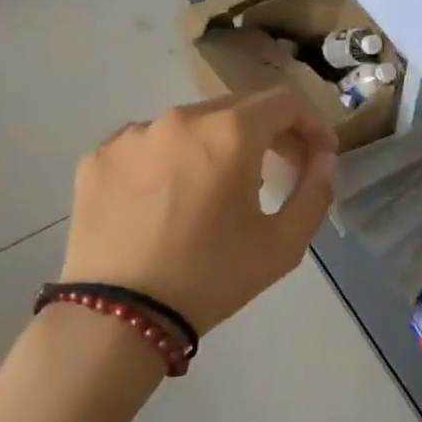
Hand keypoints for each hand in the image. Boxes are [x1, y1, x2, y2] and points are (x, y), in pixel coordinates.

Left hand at [62, 88, 336, 334]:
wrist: (119, 318)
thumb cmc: (212, 278)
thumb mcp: (283, 244)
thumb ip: (316, 190)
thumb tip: (322, 157)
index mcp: (229, 132)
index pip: (284, 102)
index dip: (309, 124)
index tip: (315, 155)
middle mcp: (180, 118)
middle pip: (237, 108)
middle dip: (265, 134)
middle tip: (275, 171)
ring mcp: (133, 134)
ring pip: (190, 126)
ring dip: (214, 147)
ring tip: (213, 192)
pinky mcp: (98, 156)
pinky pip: (148, 145)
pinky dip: (167, 162)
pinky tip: (166, 202)